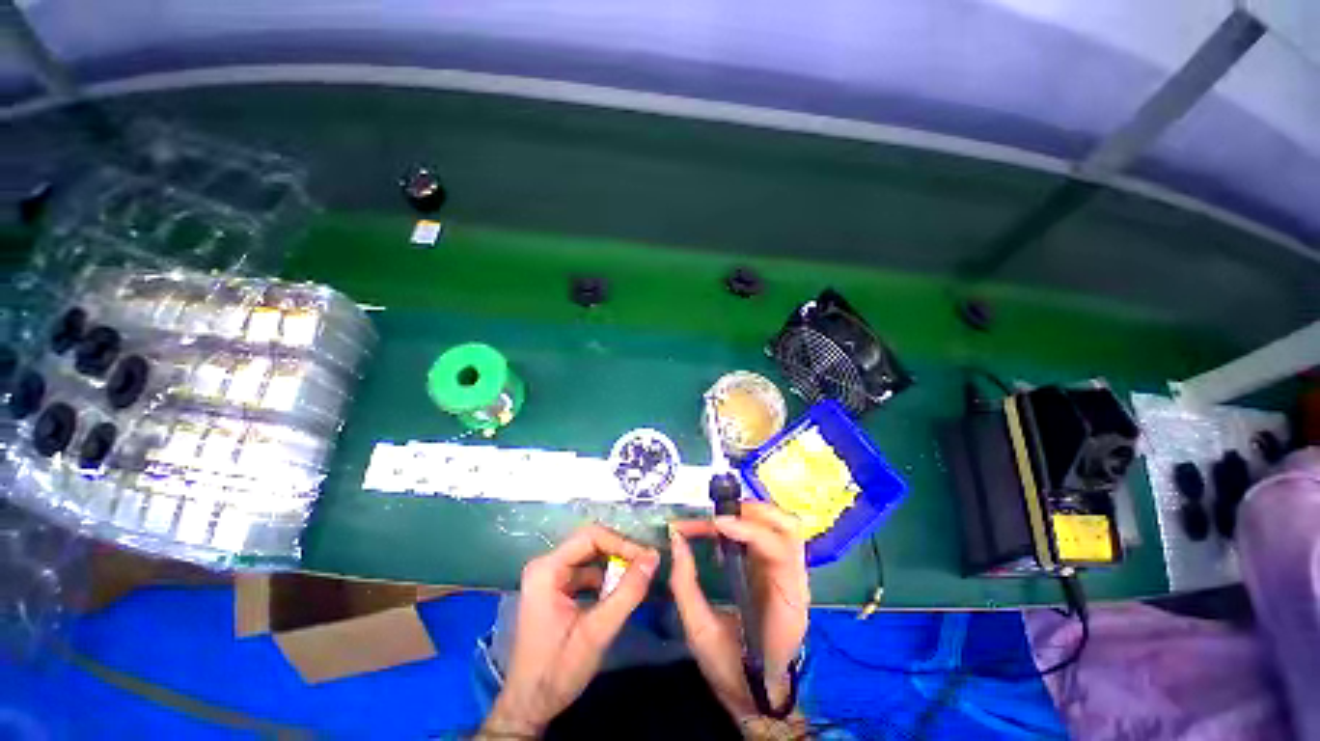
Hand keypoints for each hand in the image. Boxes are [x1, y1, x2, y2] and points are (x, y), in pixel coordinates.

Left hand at [481, 524, 659, 737]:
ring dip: (614, 565)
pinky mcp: (555, 589)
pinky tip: (621, 590)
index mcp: (547, 569)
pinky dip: (605, 578)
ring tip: (638, 576)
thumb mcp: (597, 632)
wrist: (529, 707)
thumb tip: (653, 557)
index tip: (646, 558)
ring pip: (590, 557)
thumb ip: (627, 592)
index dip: (621, 543)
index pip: (590, 537)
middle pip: (590, 543)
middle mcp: (545, 565)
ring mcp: (549, 577)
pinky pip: (585, 572)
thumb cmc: (558, 670)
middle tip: (645, 564)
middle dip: (619, 552)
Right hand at [668, 502, 809, 722]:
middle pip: (789, 528)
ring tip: (720, 517)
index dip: (747, 530)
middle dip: (753, 512)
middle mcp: (796, 581)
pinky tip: (727, 530)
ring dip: (752, 513)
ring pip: (784, 526)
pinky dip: (750, 523)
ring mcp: (791, 573)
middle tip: (718, 515)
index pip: (778, 550)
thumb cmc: (733, 669)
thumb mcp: (700, 632)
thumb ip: (685, 585)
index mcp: (786, 603)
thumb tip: (676, 539)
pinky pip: (772, 534)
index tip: (715, 524)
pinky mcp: (780, 569)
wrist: (757, 694)